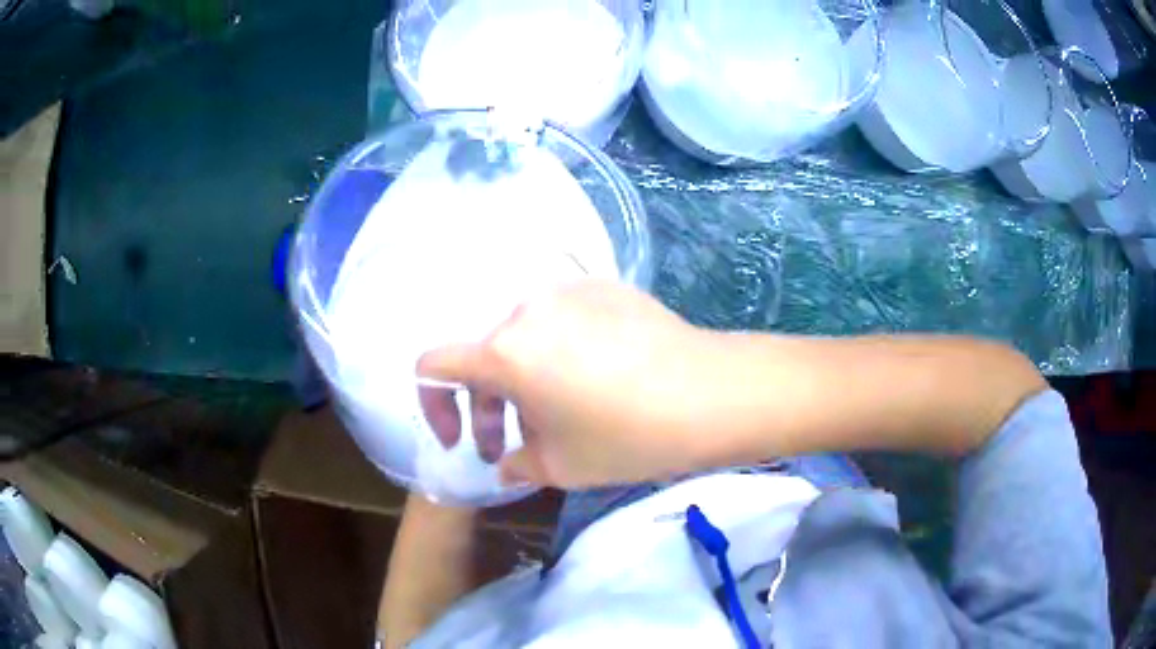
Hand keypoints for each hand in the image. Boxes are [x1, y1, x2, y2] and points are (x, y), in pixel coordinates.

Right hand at [417, 281, 725, 488]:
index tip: (460, 438)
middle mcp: (525, 310)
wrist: (711, 393)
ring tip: (557, 411)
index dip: (435, 407)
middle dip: (487, 404)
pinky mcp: (603, 285)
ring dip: (524, 377)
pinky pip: (562, 320)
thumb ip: (516, 463)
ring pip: (523, 337)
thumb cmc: (628, 437)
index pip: (434, 367)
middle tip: (510, 442)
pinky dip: (559, 350)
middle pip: (484, 355)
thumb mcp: (561, 466)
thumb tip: (505, 461)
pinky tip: (597, 377)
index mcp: (504, 352)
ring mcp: (567, 290)